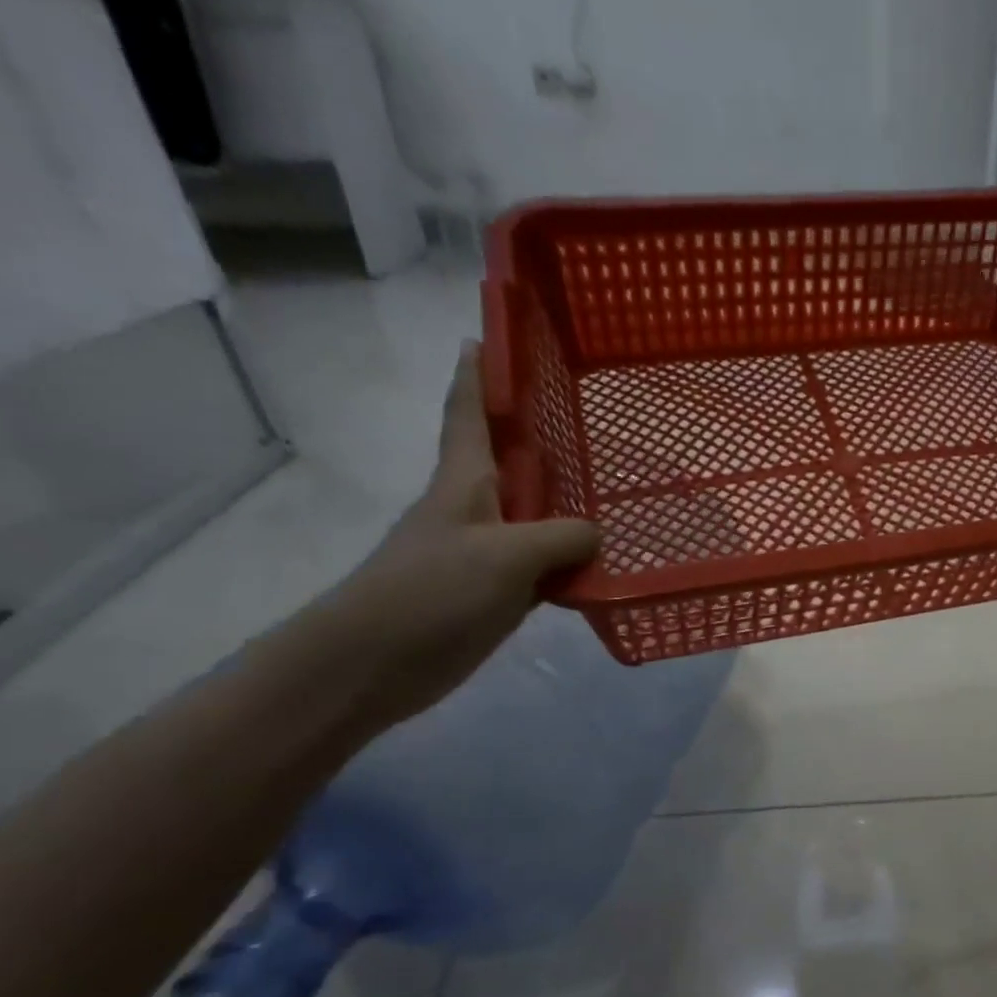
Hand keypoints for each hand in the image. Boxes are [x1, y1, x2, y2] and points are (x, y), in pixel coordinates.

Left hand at [314, 341, 600, 726]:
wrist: (378, 663)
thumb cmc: (431, 591)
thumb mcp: (505, 554)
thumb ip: (561, 537)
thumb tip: (599, 535)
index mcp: (466, 480)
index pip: (470, 410)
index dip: (480, 371)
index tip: (493, 334)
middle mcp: (479, 507)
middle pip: (517, 460)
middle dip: (548, 434)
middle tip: (597, 412)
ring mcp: (490, 551)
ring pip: (540, 515)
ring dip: (572, 502)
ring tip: (618, 484)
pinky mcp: (501, 591)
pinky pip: (548, 564)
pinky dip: (576, 560)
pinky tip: (609, 560)